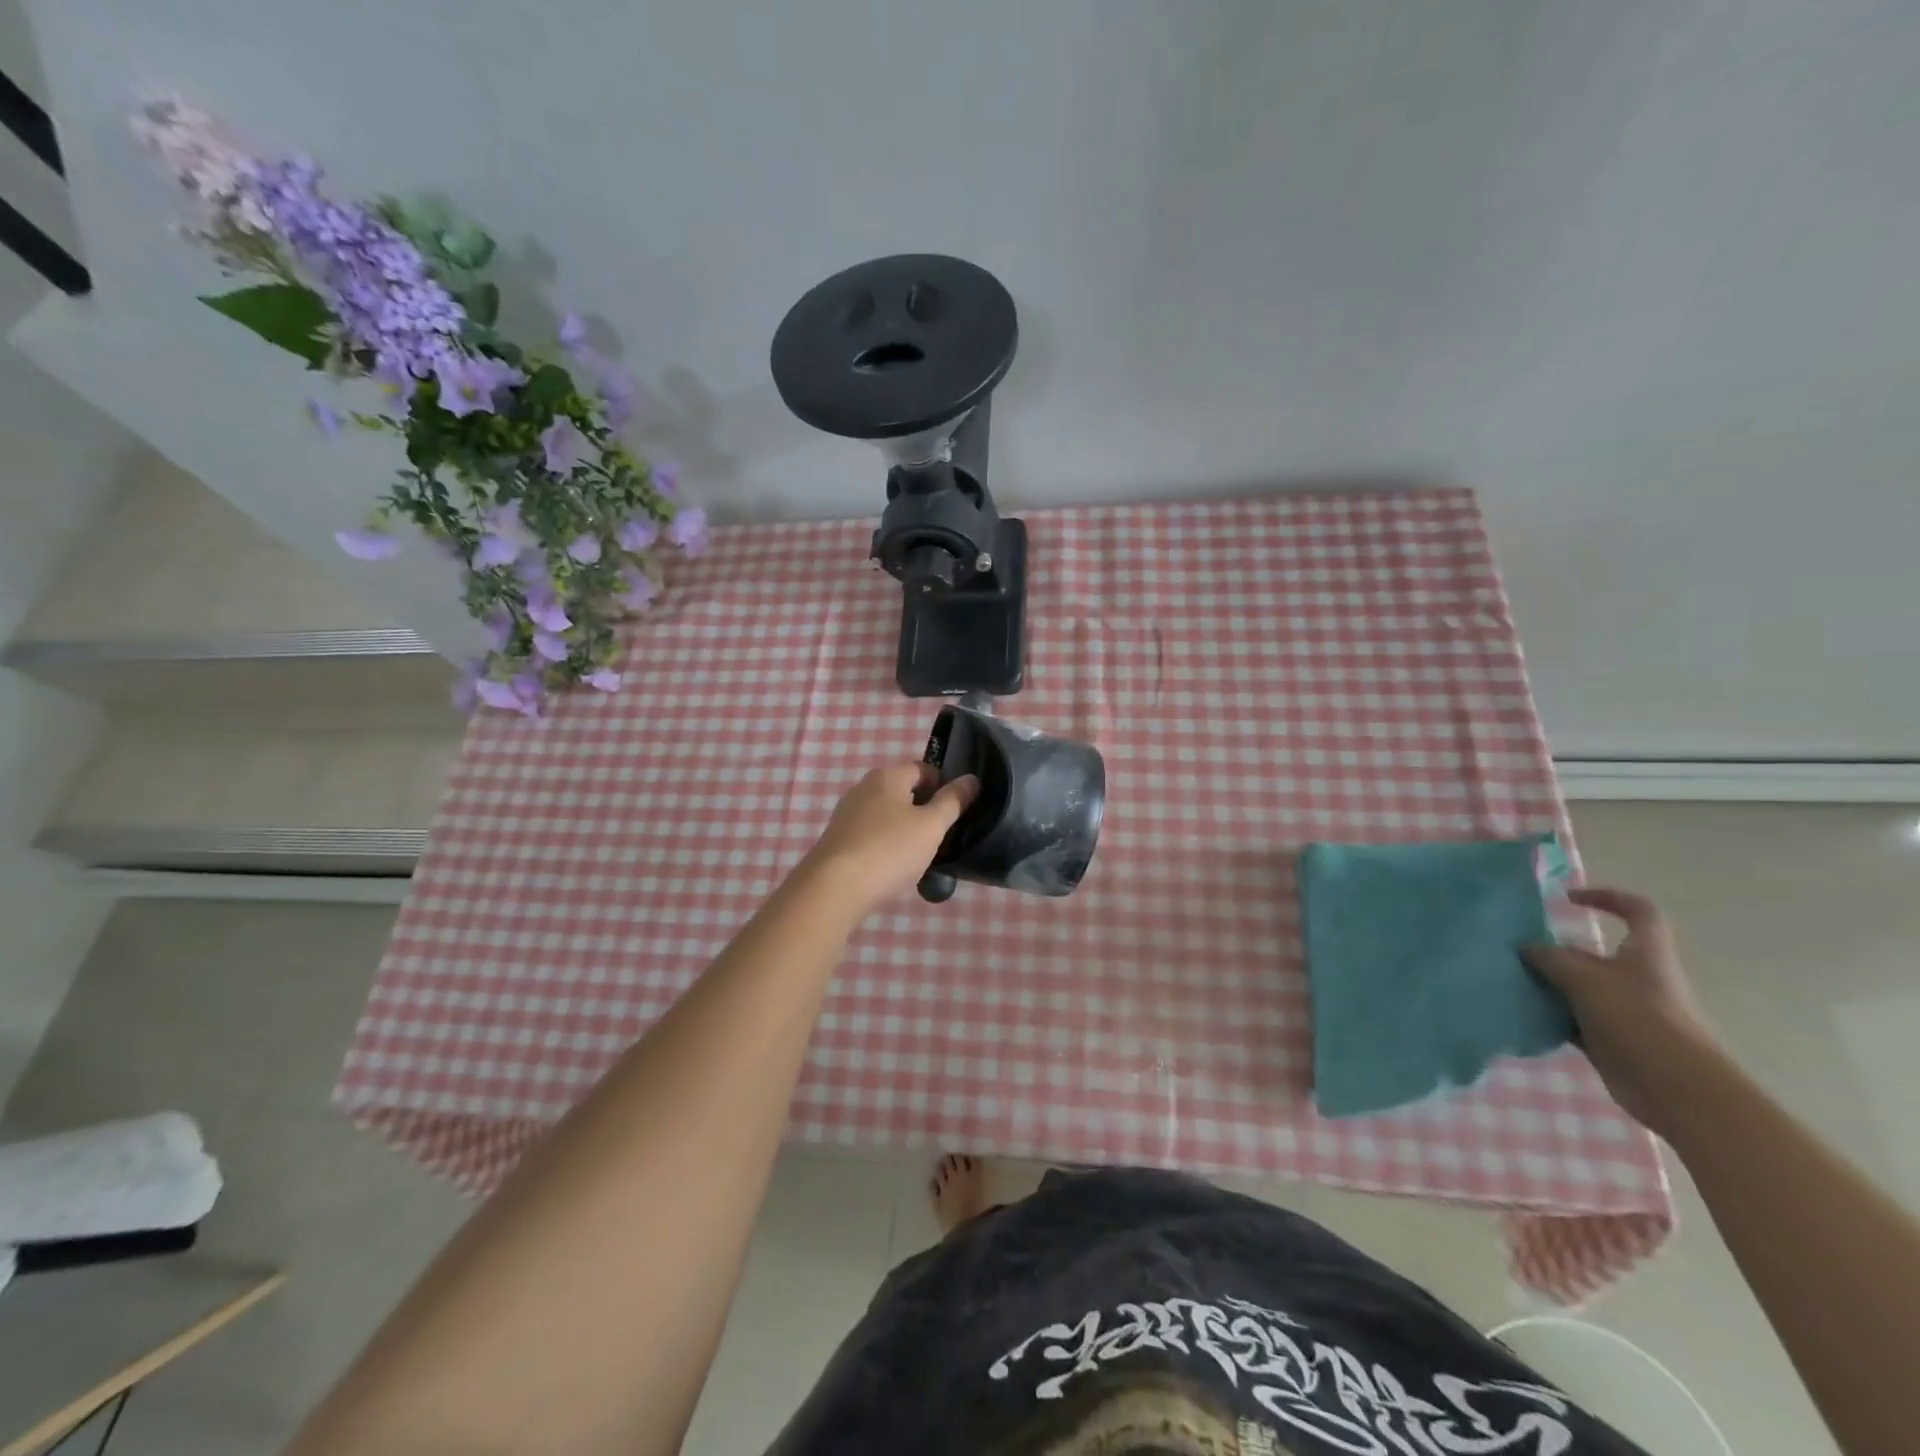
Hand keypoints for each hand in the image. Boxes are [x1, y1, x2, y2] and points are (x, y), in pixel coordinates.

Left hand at [798, 762, 979, 917]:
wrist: (833, 889)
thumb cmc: (889, 850)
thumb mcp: (931, 826)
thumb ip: (953, 801)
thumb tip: (971, 779)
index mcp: (887, 776)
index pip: (922, 768)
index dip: (943, 785)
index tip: (957, 811)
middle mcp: (864, 788)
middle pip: (903, 790)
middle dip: (925, 809)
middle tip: (943, 835)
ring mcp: (847, 814)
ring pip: (887, 815)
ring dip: (906, 830)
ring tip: (922, 856)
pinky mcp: (838, 840)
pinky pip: (872, 835)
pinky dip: (887, 845)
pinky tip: (894, 868)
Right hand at [1523, 887, 1721, 1136]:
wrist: (1678, 1090)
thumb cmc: (1639, 1020)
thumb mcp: (1586, 979)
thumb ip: (1551, 958)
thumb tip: (1525, 948)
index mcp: (1645, 955)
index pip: (1638, 911)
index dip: (1608, 897)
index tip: (1569, 899)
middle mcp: (1638, 978)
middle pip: (1594, 953)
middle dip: (1556, 950)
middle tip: (1518, 950)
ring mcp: (1625, 1011)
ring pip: (1579, 987)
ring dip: (1549, 984)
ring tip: (1511, 980)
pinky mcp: (1612, 1039)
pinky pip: (1574, 1018)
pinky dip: (1551, 1015)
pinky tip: (1523, 1013)